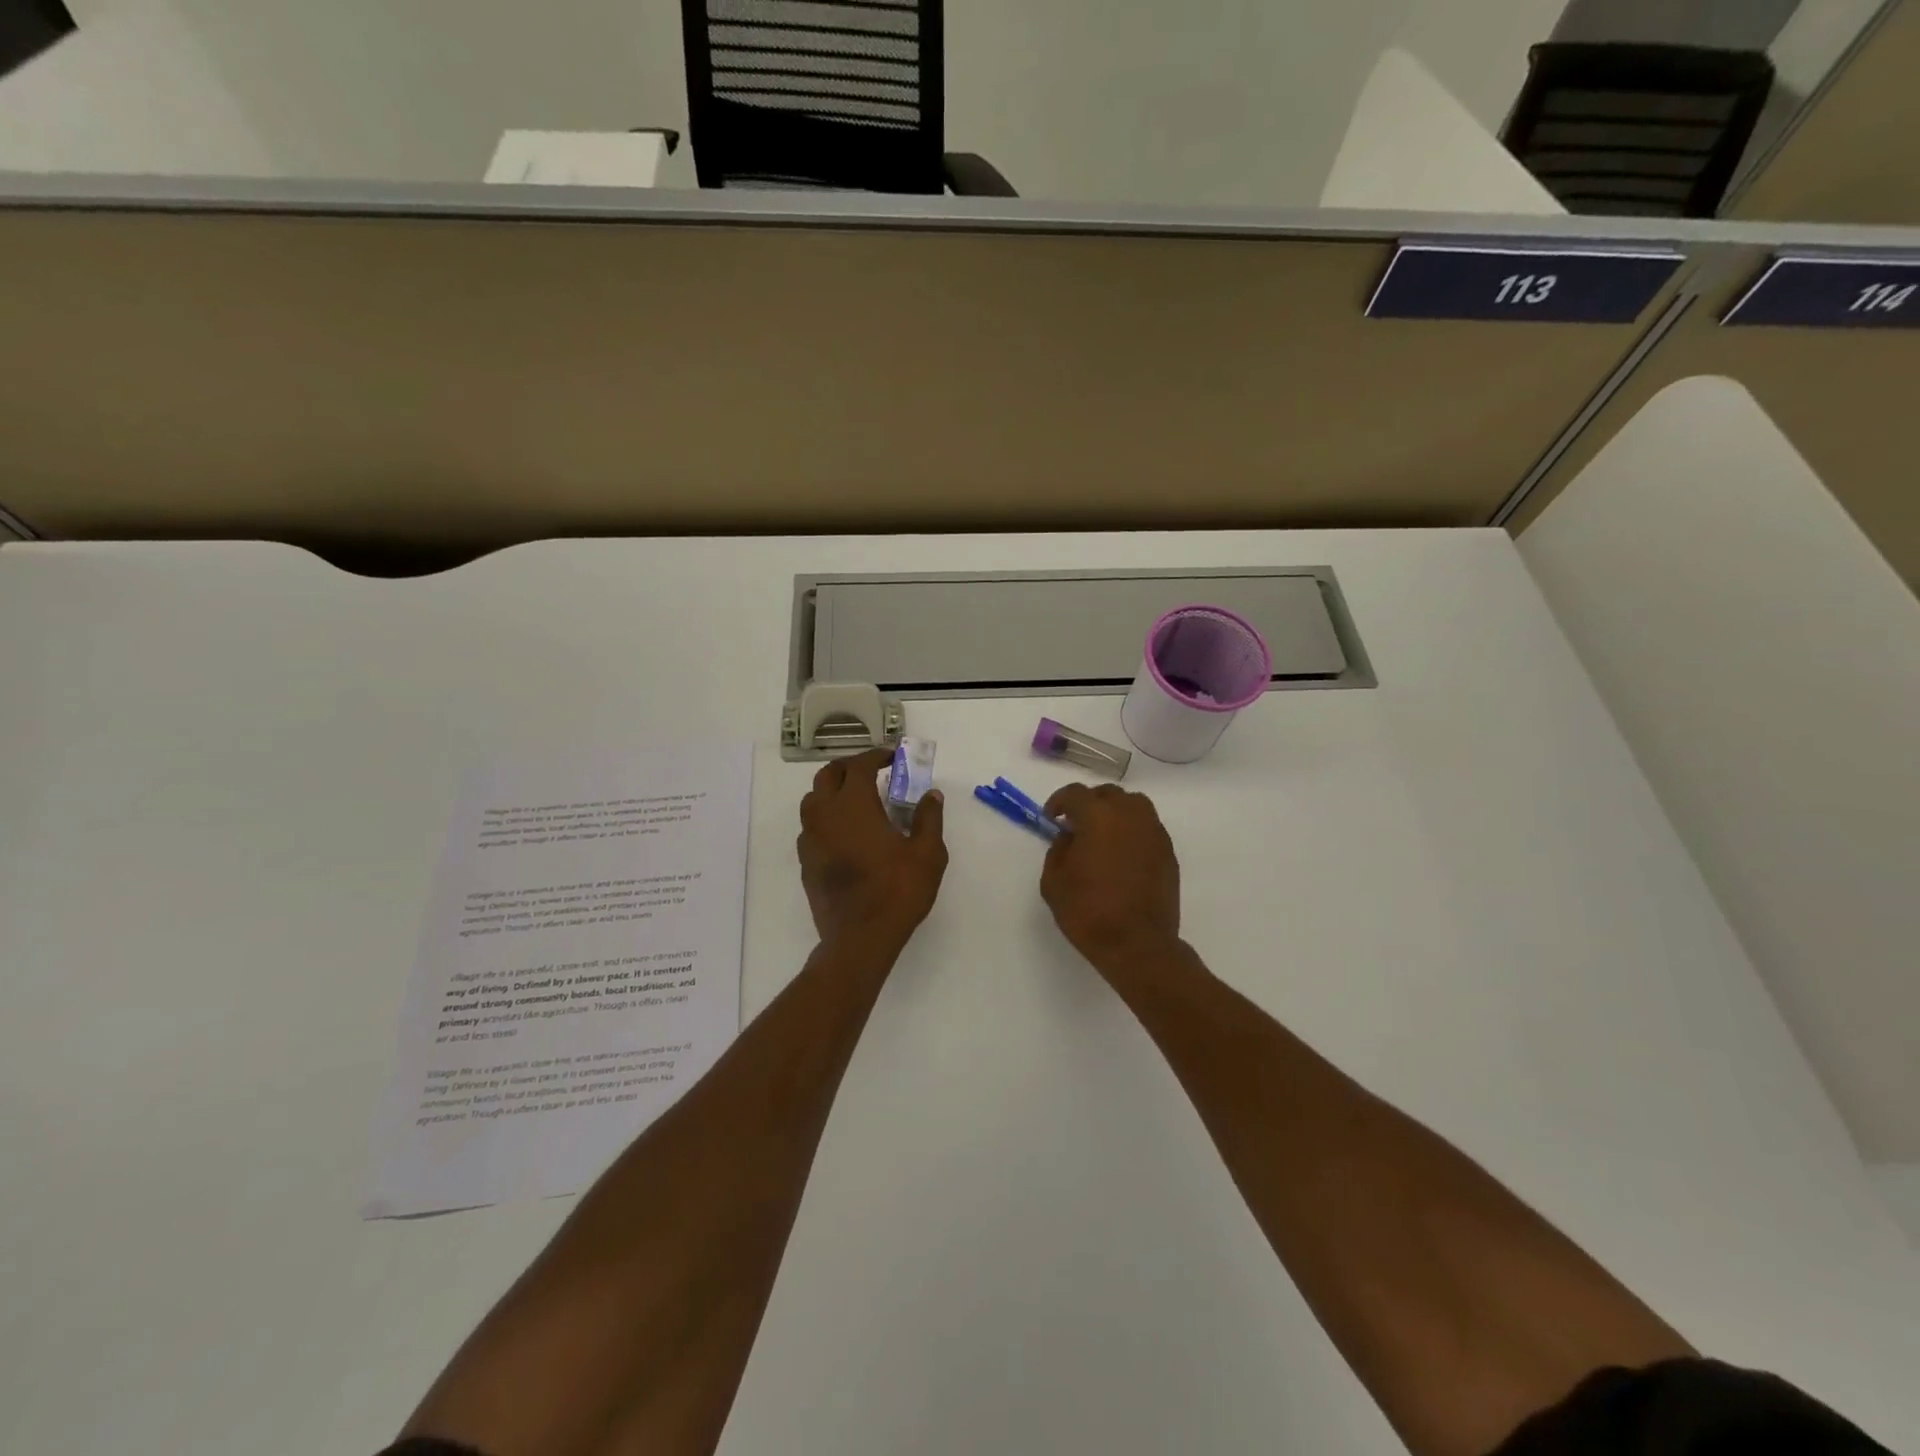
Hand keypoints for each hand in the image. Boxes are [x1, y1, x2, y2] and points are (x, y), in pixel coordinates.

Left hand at [798, 748, 946, 946]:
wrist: (860, 939)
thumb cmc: (897, 892)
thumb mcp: (928, 854)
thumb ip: (929, 819)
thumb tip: (931, 796)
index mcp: (854, 805)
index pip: (859, 766)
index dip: (876, 756)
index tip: (892, 757)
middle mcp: (825, 815)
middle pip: (828, 775)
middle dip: (849, 768)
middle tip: (872, 773)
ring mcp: (810, 839)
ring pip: (813, 800)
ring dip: (833, 791)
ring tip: (857, 801)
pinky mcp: (805, 862)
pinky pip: (810, 827)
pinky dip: (826, 819)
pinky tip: (845, 834)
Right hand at [1040, 784, 1180, 968]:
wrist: (1136, 944)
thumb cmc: (1088, 911)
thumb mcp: (1054, 881)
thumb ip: (1058, 849)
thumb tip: (1070, 837)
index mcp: (1098, 816)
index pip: (1075, 794)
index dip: (1059, 801)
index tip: (1051, 817)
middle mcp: (1129, 815)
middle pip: (1108, 794)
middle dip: (1089, 803)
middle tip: (1076, 824)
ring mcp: (1153, 832)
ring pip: (1134, 805)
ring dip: (1115, 812)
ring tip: (1103, 834)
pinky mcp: (1168, 852)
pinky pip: (1148, 827)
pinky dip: (1132, 831)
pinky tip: (1122, 853)